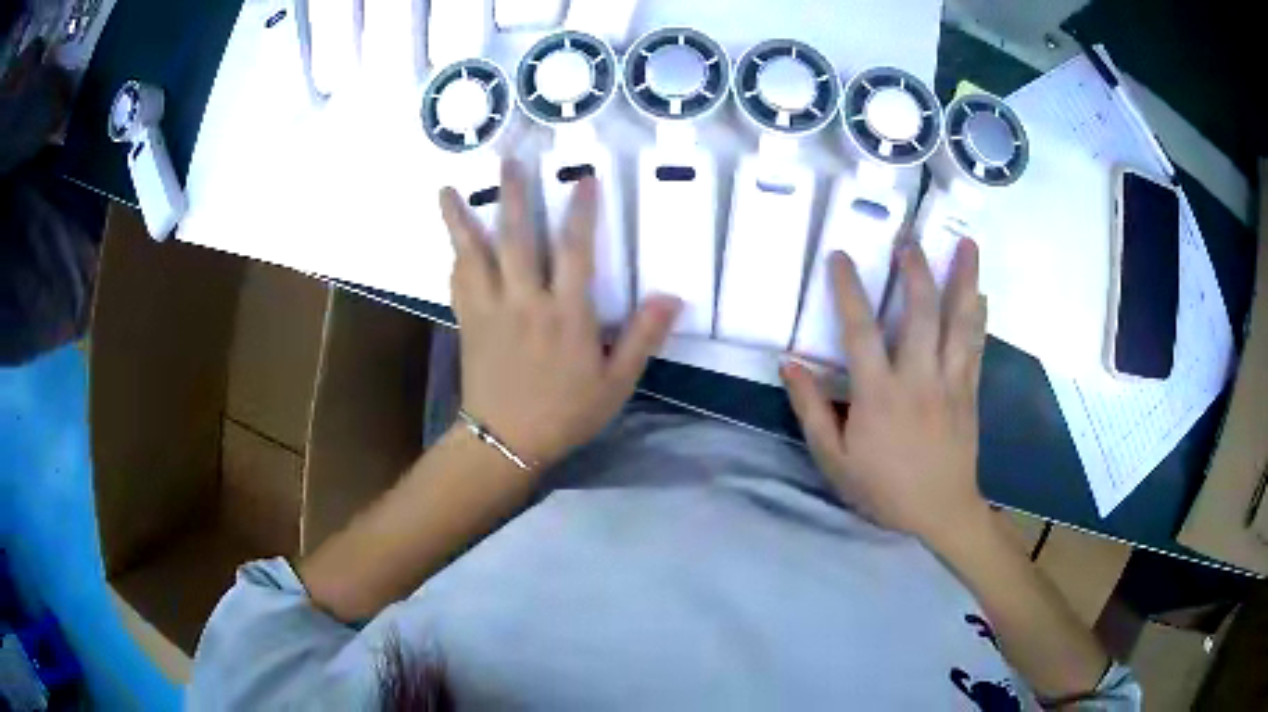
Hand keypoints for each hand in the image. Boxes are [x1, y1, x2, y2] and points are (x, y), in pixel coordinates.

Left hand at [440, 161, 680, 468]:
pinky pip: (458, 281)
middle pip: (518, 237)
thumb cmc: (566, 413)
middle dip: (514, 195)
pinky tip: (451, 238)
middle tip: (508, 159)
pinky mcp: (469, 322)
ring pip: (475, 254)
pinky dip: (455, 255)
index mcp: (567, 314)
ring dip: (462, 218)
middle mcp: (526, 301)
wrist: (507, 441)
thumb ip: (642, 337)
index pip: (575, 249)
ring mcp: (491, 309)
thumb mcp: (616, 382)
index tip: (584, 178)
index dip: (581, 210)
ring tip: (447, 188)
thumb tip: (672, 297)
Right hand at [782, 239, 989, 548]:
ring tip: (967, 243)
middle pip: (921, 313)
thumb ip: (811, 409)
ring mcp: (950, 382)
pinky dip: (979, 316)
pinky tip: (982, 293)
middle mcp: (919, 379)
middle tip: (909, 238)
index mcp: (880, 395)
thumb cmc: (883, 489)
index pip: (860, 331)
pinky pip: (976, 345)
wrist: (939, 512)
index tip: (840, 256)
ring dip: (962, 279)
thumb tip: (789, 364)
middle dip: (916, 270)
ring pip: (959, 322)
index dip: (848, 290)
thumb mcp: (834, 459)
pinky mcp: (970, 391)